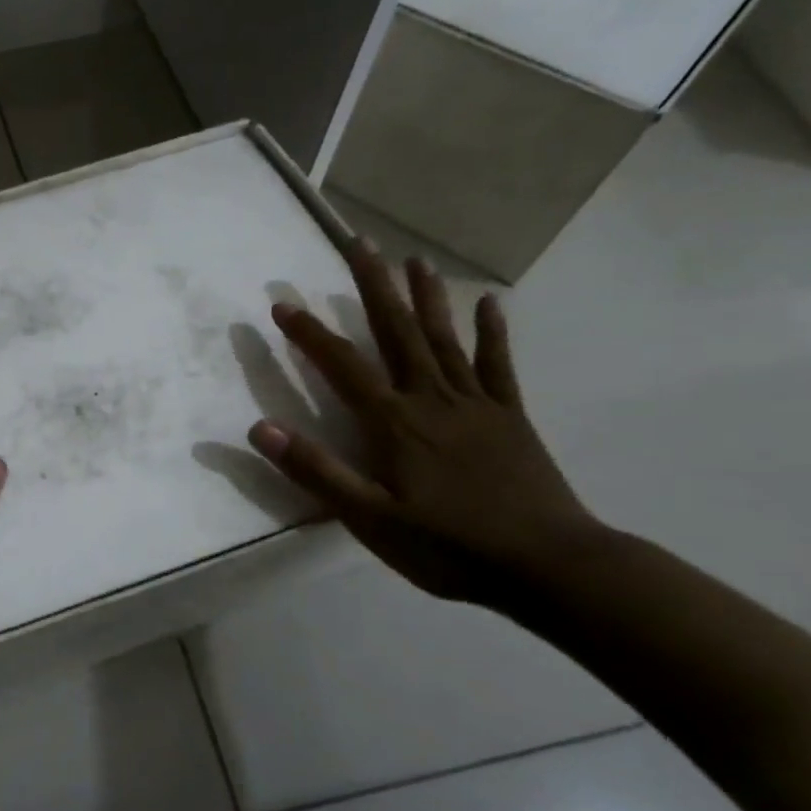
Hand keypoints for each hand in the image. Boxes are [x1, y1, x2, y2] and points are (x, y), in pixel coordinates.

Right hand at [248, 240, 602, 606]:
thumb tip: (261, 428)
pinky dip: (492, 332)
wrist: (550, 568)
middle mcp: (431, 399)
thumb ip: (316, 470)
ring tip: (414, 258)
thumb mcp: (369, 519)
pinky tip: (489, 302)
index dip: (309, 333)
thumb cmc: (449, 548)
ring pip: (444, 337)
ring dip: (426, 296)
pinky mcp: (510, 417)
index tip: (281, 304)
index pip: (342, 365)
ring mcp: (475, 404)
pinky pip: (498, 365)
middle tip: (360, 243)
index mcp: (394, 422)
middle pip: (397, 331)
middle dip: (374, 285)